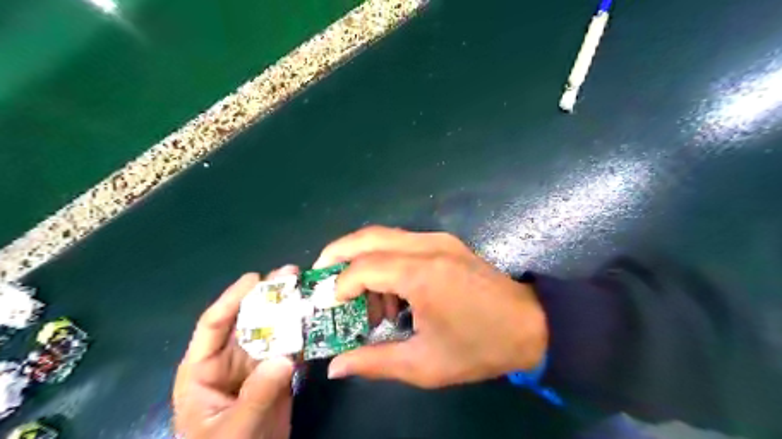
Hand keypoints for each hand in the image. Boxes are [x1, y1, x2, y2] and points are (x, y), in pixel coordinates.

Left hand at [174, 268, 299, 438]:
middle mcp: (229, 360)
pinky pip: (290, 347)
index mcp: (203, 369)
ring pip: (272, 330)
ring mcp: (255, 366)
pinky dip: (303, 334)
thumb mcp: (232, 431)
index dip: (232, 298)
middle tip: (291, 274)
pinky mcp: (276, 373)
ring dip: (289, 310)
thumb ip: (256, 395)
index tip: (255, 278)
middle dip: (268, 296)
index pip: (214, 324)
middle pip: (248, 320)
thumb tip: (284, 358)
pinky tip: (316, 318)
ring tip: (307, 289)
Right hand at [314, 226, 544, 387]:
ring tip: (363, 297)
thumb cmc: (478, 347)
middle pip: (367, 237)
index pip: (363, 268)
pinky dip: (385, 259)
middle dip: (337, 253)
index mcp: (421, 275)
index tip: (330, 307)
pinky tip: (391, 291)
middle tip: (321, 277)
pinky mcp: (446, 242)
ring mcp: (438, 239)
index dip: (340, 286)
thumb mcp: (424, 364)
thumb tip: (336, 367)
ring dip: (363, 259)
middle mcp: (427, 247)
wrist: (531, 325)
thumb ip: (374, 361)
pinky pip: (402, 242)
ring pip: (384, 236)